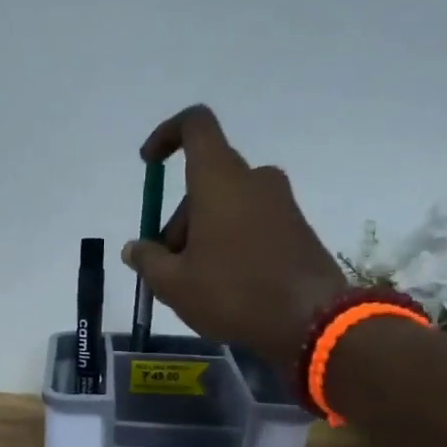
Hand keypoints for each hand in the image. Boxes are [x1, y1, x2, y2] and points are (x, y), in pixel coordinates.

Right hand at [123, 105, 348, 371]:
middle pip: (205, 181)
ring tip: (194, 284)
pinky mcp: (297, 227)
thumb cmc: (232, 293)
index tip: (149, 164)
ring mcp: (280, 202)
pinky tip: (225, 285)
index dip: (166, 136)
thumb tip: (134, 248)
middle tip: (167, 265)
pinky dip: (230, 242)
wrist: (311, 320)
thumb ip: (148, 260)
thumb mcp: (173, 284)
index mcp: (219, 179)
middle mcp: (253, 179)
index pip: (195, 126)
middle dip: (179, 218)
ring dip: (203, 234)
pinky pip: (251, 222)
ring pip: (227, 205)